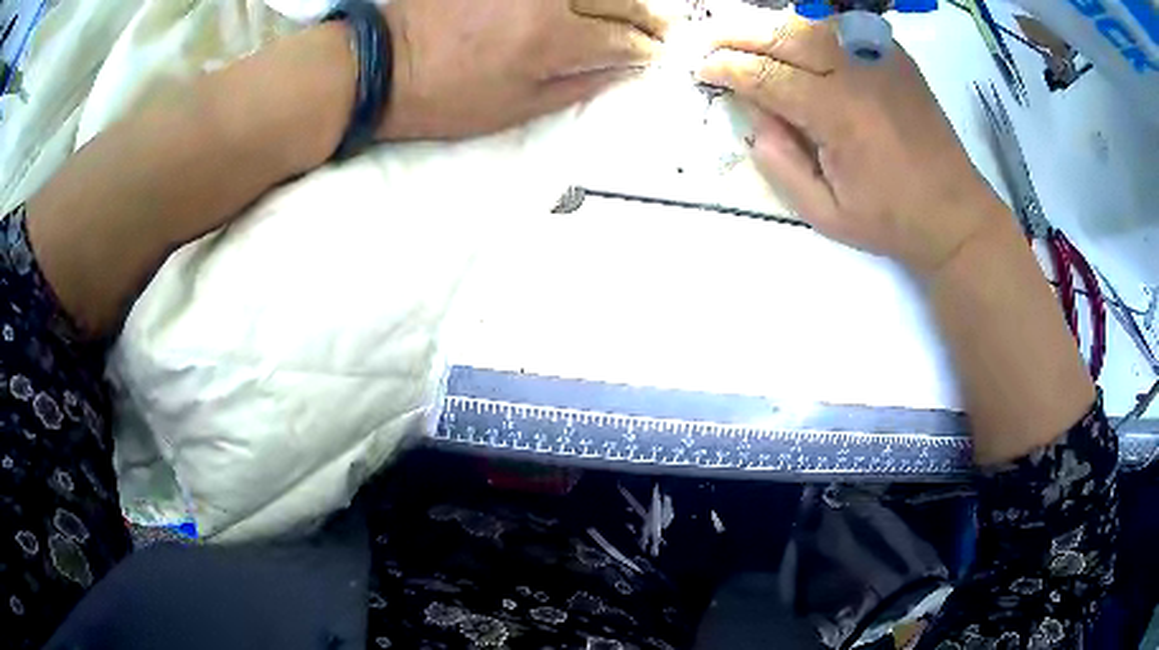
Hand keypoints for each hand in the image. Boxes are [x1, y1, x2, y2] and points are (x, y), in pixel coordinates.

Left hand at [378, 0, 674, 140]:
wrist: (383, 63)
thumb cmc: (445, 98)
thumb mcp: (513, 109)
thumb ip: (576, 86)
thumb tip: (622, 71)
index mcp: (551, 40)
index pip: (621, 39)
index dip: (645, 49)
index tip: (656, 55)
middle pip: (621, 0)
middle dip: (650, 18)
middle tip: (662, 29)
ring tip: (637, 8)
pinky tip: (587, 3)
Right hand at [697, 10, 1005, 275]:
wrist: (954, 213)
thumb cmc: (890, 220)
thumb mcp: (825, 213)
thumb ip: (780, 164)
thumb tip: (754, 117)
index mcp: (837, 114)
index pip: (765, 75)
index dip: (726, 69)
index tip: (702, 71)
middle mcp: (856, 72)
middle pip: (782, 34)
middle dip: (736, 34)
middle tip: (709, 42)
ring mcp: (879, 57)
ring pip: (809, 21)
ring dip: (770, 26)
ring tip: (745, 36)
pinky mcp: (894, 55)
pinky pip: (841, 26)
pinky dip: (809, 25)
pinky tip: (794, 38)